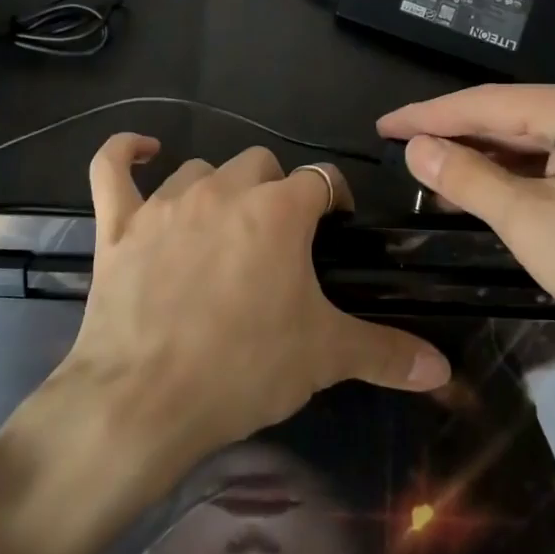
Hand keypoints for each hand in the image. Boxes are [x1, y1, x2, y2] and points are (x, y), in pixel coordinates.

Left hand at [0, 136, 450, 553]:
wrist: (144, 401)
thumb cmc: (243, 368)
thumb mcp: (324, 357)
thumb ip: (386, 352)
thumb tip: (442, 367)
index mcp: (279, 210)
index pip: (321, 180)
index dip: (333, 200)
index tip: (335, 229)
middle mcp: (224, 190)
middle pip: (261, 164)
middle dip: (276, 191)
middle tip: (279, 240)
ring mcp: (165, 203)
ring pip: (200, 169)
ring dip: (218, 189)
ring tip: (223, 228)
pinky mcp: (118, 224)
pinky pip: (112, 168)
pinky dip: (125, 154)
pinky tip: (142, 151)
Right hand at [378, 82, 554, 358]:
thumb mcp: (532, 225)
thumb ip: (469, 179)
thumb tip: (418, 148)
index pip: (485, 103)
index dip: (428, 116)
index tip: (383, 127)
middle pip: (513, 116)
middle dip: (458, 137)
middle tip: (406, 154)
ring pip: (539, 138)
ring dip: (491, 159)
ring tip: (441, 178)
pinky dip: (527, 173)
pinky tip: (499, 191)